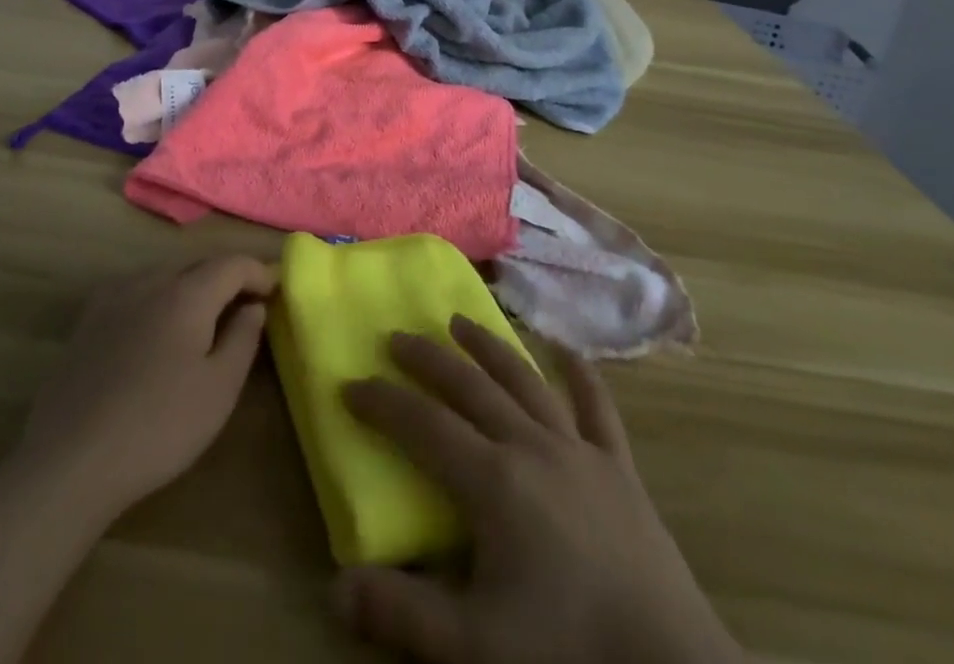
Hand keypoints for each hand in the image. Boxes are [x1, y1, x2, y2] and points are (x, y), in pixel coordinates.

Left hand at [16, 255, 276, 522]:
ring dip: (192, 287)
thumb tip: (254, 305)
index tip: (277, 290)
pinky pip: (135, 292)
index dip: (259, 272)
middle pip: (198, 265)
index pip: (232, 264)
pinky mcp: (88, 321)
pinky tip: (156, 329)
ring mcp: (113, 297)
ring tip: (206, 318)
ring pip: (165, 276)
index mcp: (186, 293)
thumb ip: (243, 339)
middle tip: (248, 304)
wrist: (69, 461)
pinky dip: (159, 299)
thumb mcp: (218, 390)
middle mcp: (150, 281)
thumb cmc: (158, 427)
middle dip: (227, 278)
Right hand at [338, 317, 741, 663]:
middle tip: (397, 337)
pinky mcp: (619, 466)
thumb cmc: (566, 651)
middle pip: (469, 386)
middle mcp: (531, 445)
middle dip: (427, 359)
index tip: (350, 384)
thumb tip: (335, 587)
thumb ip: (402, 614)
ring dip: (488, 347)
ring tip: (460, 321)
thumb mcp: (473, 647)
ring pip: (524, 379)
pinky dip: (580, 374)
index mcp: (492, 479)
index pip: (422, 425)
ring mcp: (579, 449)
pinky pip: (597, 407)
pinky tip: (567, 349)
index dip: (382, 403)